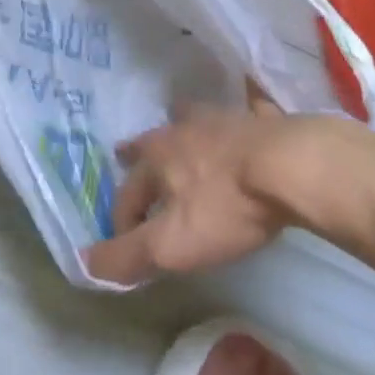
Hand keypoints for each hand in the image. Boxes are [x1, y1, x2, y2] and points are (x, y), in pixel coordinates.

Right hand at [83, 94, 301, 286]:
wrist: (289, 167)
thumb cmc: (226, 207)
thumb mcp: (172, 244)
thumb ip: (128, 255)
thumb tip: (85, 262)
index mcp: (157, 158)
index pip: (127, 191)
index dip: (122, 218)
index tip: (127, 241)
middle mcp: (182, 131)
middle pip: (153, 140)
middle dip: (138, 152)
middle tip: (128, 153)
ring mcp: (221, 119)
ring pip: (192, 119)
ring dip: (180, 127)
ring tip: (179, 129)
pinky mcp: (259, 119)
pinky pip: (242, 112)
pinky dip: (237, 117)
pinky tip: (244, 118)